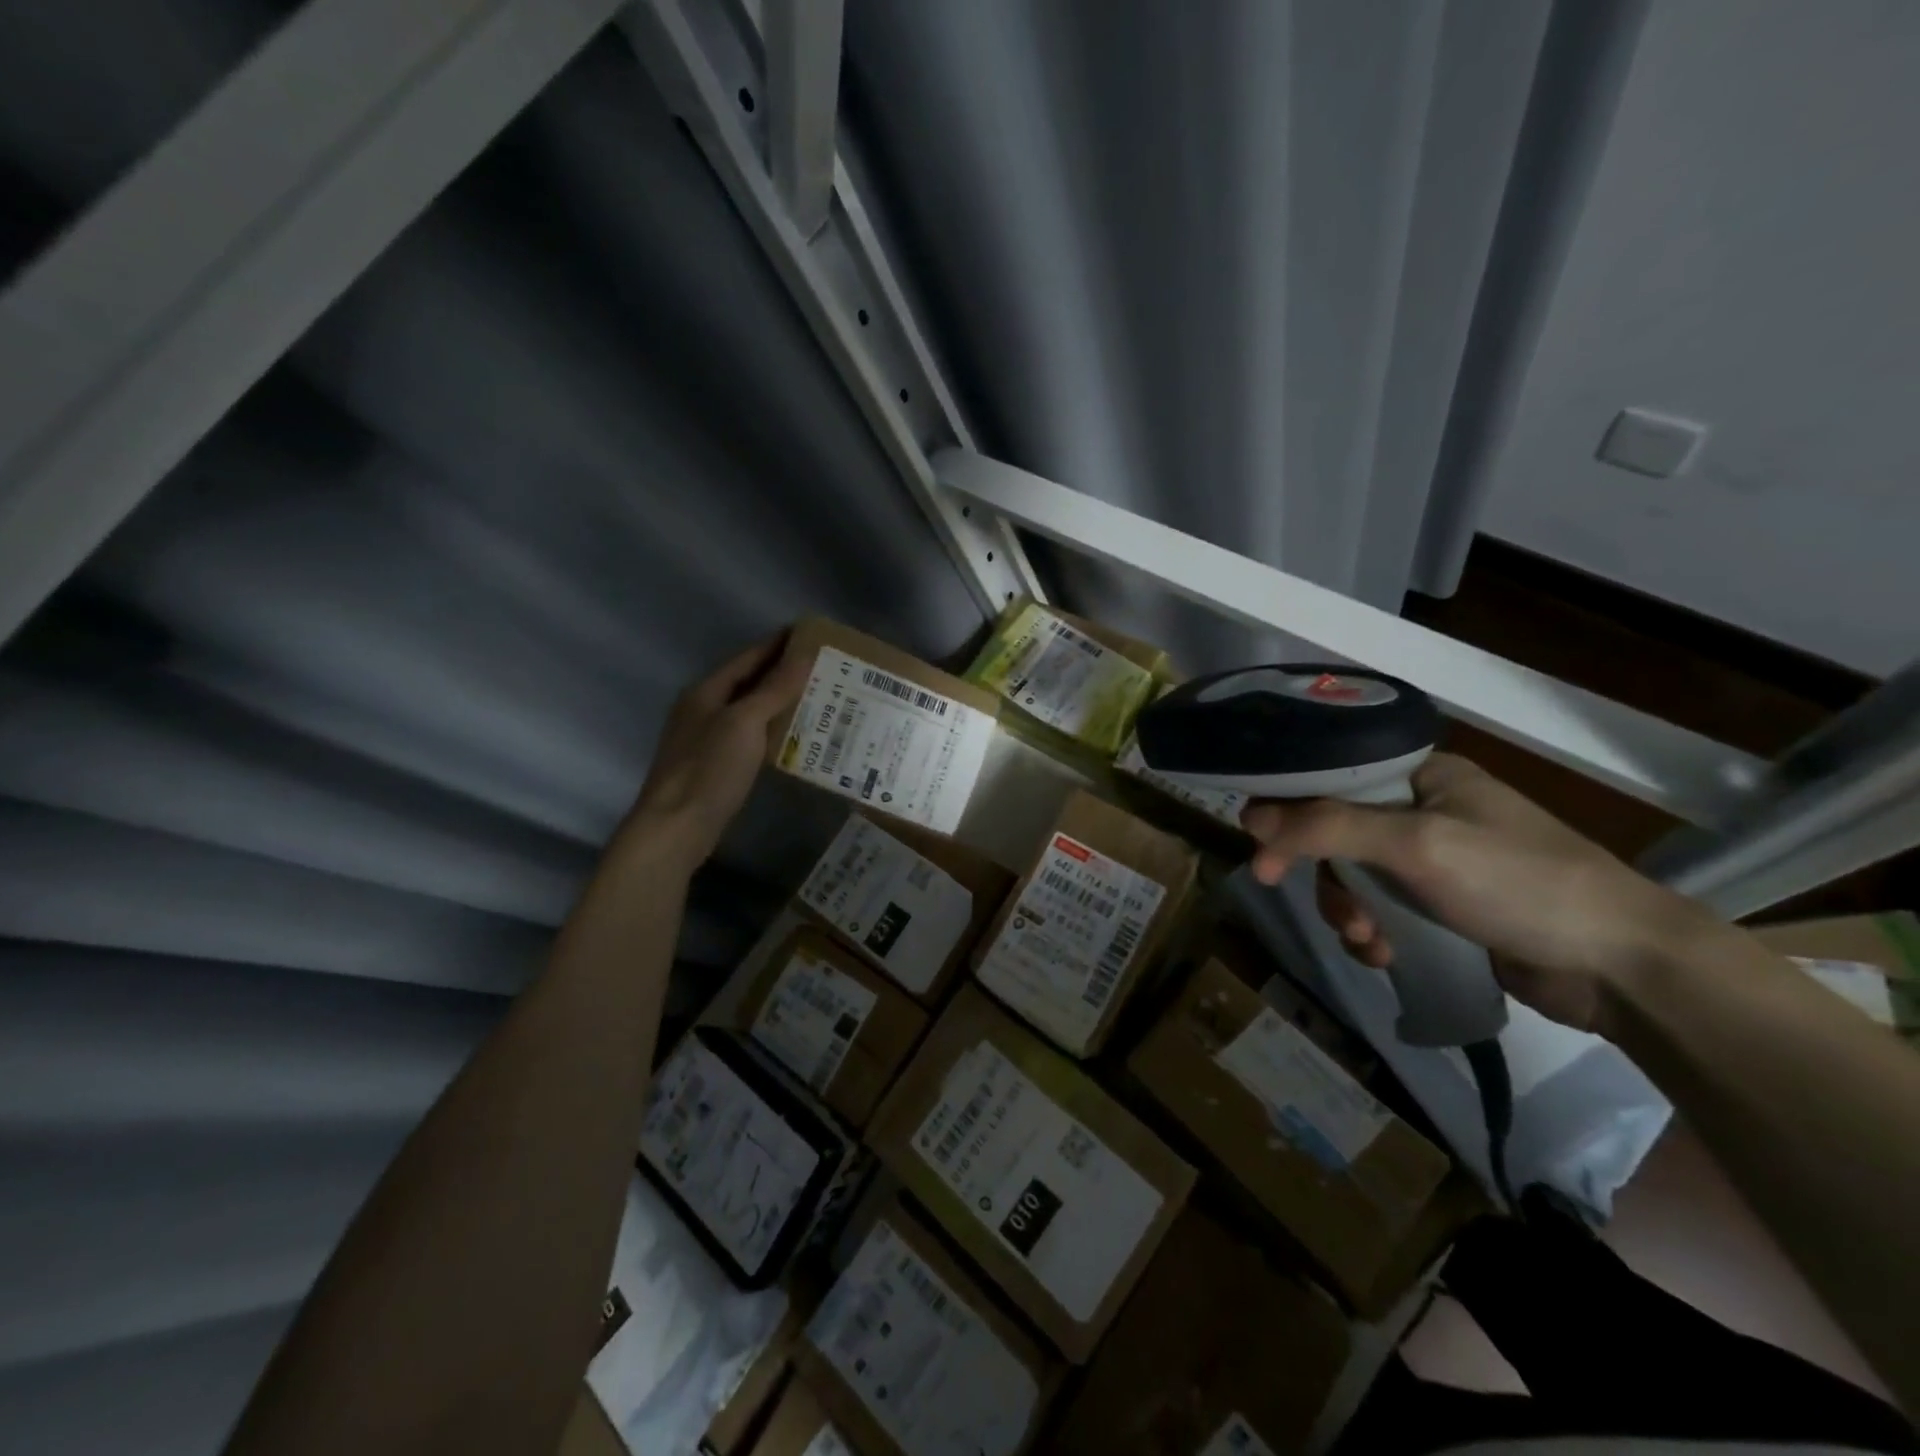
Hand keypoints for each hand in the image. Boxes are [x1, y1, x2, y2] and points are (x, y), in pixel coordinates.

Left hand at [617, 632, 811, 872]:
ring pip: (750, 710)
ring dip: (781, 701)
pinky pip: (750, 736)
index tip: (810, 634)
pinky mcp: (716, 765)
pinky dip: (773, 729)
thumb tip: (803, 656)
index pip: (748, 657)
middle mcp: (704, 709)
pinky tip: (795, 735)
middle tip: (824, 666)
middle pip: (749, 682)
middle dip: (784, 673)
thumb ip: (773, 689)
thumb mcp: (744, 723)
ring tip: (818, 696)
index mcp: (706, 691)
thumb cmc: (709, 769)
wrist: (677, 827)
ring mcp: (708, 738)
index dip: (778, 644)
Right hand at [1241, 753, 1718, 1033]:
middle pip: (1335, 831)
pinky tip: (1384, 956)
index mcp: (1421, 775)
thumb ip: (1329, 826)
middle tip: (1304, 899)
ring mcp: (1436, 860)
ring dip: (1347, 910)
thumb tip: (1250, 814)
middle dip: (1323, 873)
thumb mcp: (1417, 845)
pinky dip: (1373, 933)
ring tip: (1366, 941)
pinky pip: (1382, 909)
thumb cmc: (1518, 883)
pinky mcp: (1444, 906)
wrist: (1622, 966)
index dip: (1289, 808)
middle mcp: (1424, 809)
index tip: (1260, 847)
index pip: (1331, 777)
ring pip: (1354, 876)